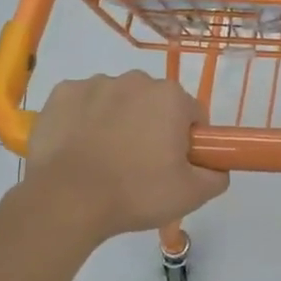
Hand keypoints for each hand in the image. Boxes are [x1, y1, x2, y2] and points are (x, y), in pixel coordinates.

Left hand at [25, 72, 228, 241]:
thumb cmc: (135, 193)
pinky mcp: (62, 93)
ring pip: (117, 101)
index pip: (192, 114)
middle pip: (154, 103)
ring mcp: (95, 83)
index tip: (175, 164)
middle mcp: (135, 80)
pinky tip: (78, 148)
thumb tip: (218, 168)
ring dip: (117, 121)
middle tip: (141, 166)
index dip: (188, 140)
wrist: (66, 200)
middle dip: (152, 126)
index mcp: (170, 97)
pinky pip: (82, 103)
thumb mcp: (191, 195)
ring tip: (105, 160)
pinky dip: (83, 120)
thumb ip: (216, 176)